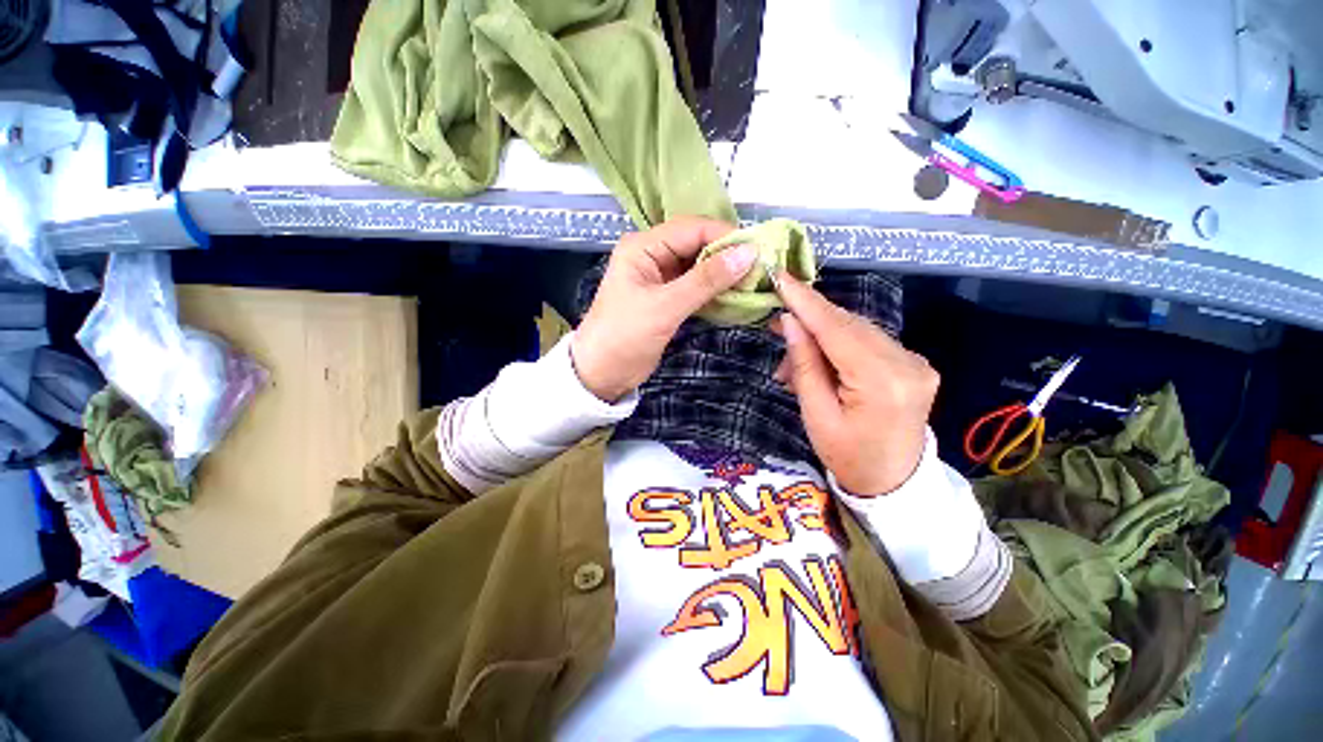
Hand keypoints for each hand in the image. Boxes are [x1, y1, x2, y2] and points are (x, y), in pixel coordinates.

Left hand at [572, 217, 757, 401]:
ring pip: (700, 268)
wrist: (602, 374)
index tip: (758, 251)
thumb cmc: (625, 337)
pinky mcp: (668, 299)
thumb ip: (705, 280)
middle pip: (697, 246)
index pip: (692, 229)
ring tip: (753, 283)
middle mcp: (653, 256)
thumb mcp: (664, 307)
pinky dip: (715, 292)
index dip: (725, 237)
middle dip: (727, 256)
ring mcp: (661, 279)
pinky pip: (697, 288)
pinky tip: (736, 297)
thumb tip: (748, 254)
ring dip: (724, 275)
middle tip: (760, 269)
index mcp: (643, 247)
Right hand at [770, 273, 939, 495]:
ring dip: (821, 336)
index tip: (781, 277)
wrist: (892, 482)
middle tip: (775, 325)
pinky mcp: (913, 362)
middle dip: (808, 321)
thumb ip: (804, 364)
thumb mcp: (815, 414)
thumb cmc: (847, 455)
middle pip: (848, 325)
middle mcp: (906, 362)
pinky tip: (820, 362)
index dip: (806, 302)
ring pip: (857, 330)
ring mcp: (915, 360)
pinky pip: (868, 341)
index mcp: (882, 382)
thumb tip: (790, 321)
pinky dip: (839, 345)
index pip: (837, 330)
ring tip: (793, 362)